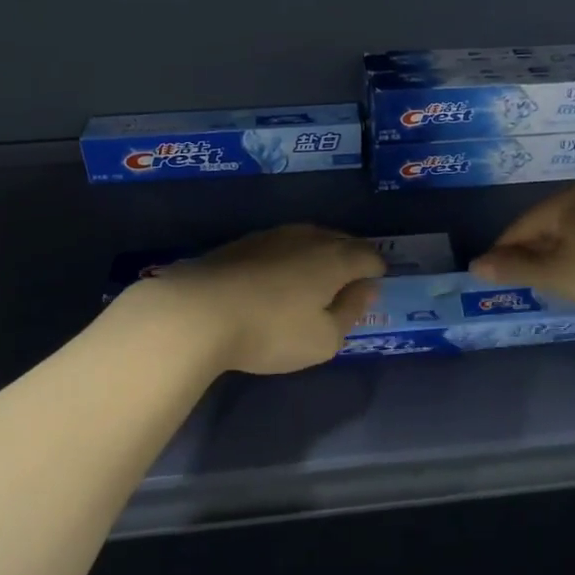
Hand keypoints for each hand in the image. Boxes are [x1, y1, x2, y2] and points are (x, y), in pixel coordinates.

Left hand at [139, 224, 386, 375]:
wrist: (197, 312)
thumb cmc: (271, 331)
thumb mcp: (324, 339)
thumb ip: (351, 312)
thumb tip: (366, 289)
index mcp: (336, 259)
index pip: (369, 256)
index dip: (376, 272)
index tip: (372, 290)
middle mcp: (309, 238)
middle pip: (342, 241)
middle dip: (350, 259)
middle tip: (347, 285)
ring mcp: (273, 235)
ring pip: (309, 238)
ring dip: (318, 255)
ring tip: (313, 281)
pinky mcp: (243, 243)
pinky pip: (281, 245)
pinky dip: (289, 258)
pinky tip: (277, 278)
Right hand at [470, 186, 574, 333]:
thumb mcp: (555, 275)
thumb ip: (513, 269)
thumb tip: (474, 265)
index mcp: (567, 200)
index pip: (522, 225)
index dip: (503, 251)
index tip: (491, 276)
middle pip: (548, 225)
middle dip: (531, 253)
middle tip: (520, 282)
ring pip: (574, 233)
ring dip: (557, 256)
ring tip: (550, 283)